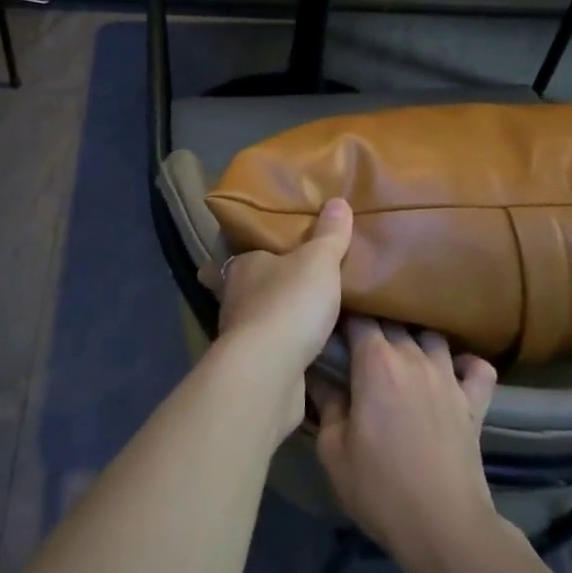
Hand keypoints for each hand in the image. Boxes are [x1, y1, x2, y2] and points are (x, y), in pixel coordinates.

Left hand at [202, 199, 352, 442]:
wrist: (269, 371)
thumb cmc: (290, 303)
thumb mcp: (318, 261)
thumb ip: (329, 235)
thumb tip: (337, 201)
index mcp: (243, 265)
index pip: (247, 250)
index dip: (260, 248)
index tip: (275, 248)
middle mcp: (234, 296)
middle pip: (251, 284)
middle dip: (269, 284)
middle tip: (298, 279)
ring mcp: (240, 334)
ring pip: (259, 317)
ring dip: (277, 316)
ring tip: (306, 313)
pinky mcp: (253, 366)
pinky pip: (271, 348)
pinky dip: (284, 345)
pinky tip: (305, 347)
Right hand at [309, 319, 500, 572]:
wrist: (444, 527)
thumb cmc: (379, 488)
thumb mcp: (333, 450)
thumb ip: (326, 404)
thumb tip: (318, 376)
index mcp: (376, 363)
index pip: (358, 318)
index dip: (343, 317)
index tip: (330, 327)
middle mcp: (414, 358)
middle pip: (393, 321)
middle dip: (374, 324)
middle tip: (356, 343)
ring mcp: (449, 378)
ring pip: (432, 336)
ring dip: (415, 338)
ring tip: (400, 353)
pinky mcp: (475, 402)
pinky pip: (478, 368)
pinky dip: (466, 364)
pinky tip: (452, 372)